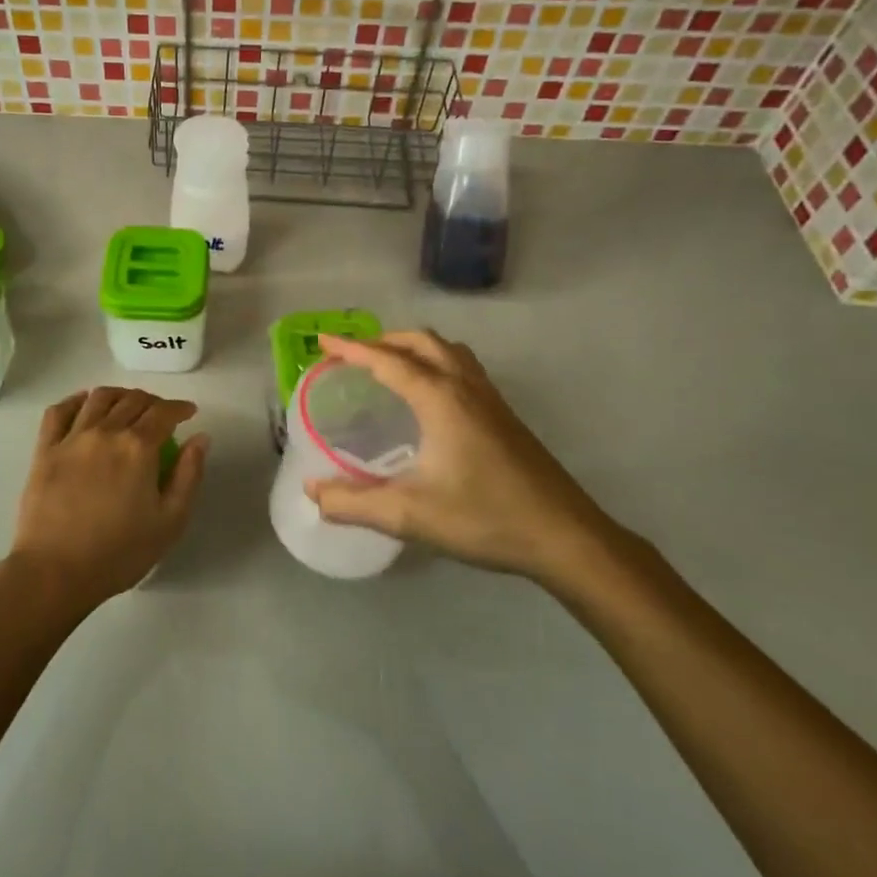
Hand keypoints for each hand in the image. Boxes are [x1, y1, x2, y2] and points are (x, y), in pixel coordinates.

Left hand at [7, 387, 209, 610]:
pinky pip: (59, 411)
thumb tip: (200, 438)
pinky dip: (75, 400)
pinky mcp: (45, 450)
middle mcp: (106, 431)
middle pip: (133, 401)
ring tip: (127, 405)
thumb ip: (189, 475)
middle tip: (162, 414)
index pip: (164, 412)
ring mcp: (72, 438)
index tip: (189, 413)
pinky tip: (84, 403)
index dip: (180, 408)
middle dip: (153, 402)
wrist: (55, 572)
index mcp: (139, 447)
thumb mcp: (170, 521)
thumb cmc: (119, 553)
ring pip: (98, 398)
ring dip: (119, 395)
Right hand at [306, 332, 622, 585]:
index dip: (351, 349)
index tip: (322, 342)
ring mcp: (490, 398)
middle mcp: (465, 387)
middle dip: (383, 340)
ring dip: (414, 347)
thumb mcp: (409, 515)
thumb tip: (311, 492)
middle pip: (421, 342)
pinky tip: (431, 396)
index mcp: (440, 399)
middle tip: (354, 355)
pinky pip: (464, 368)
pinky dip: (437, 362)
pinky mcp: (505, 415)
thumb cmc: (485, 518)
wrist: (564, 536)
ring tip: (389, 365)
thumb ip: (354, 503)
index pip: (387, 360)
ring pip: (448, 351)